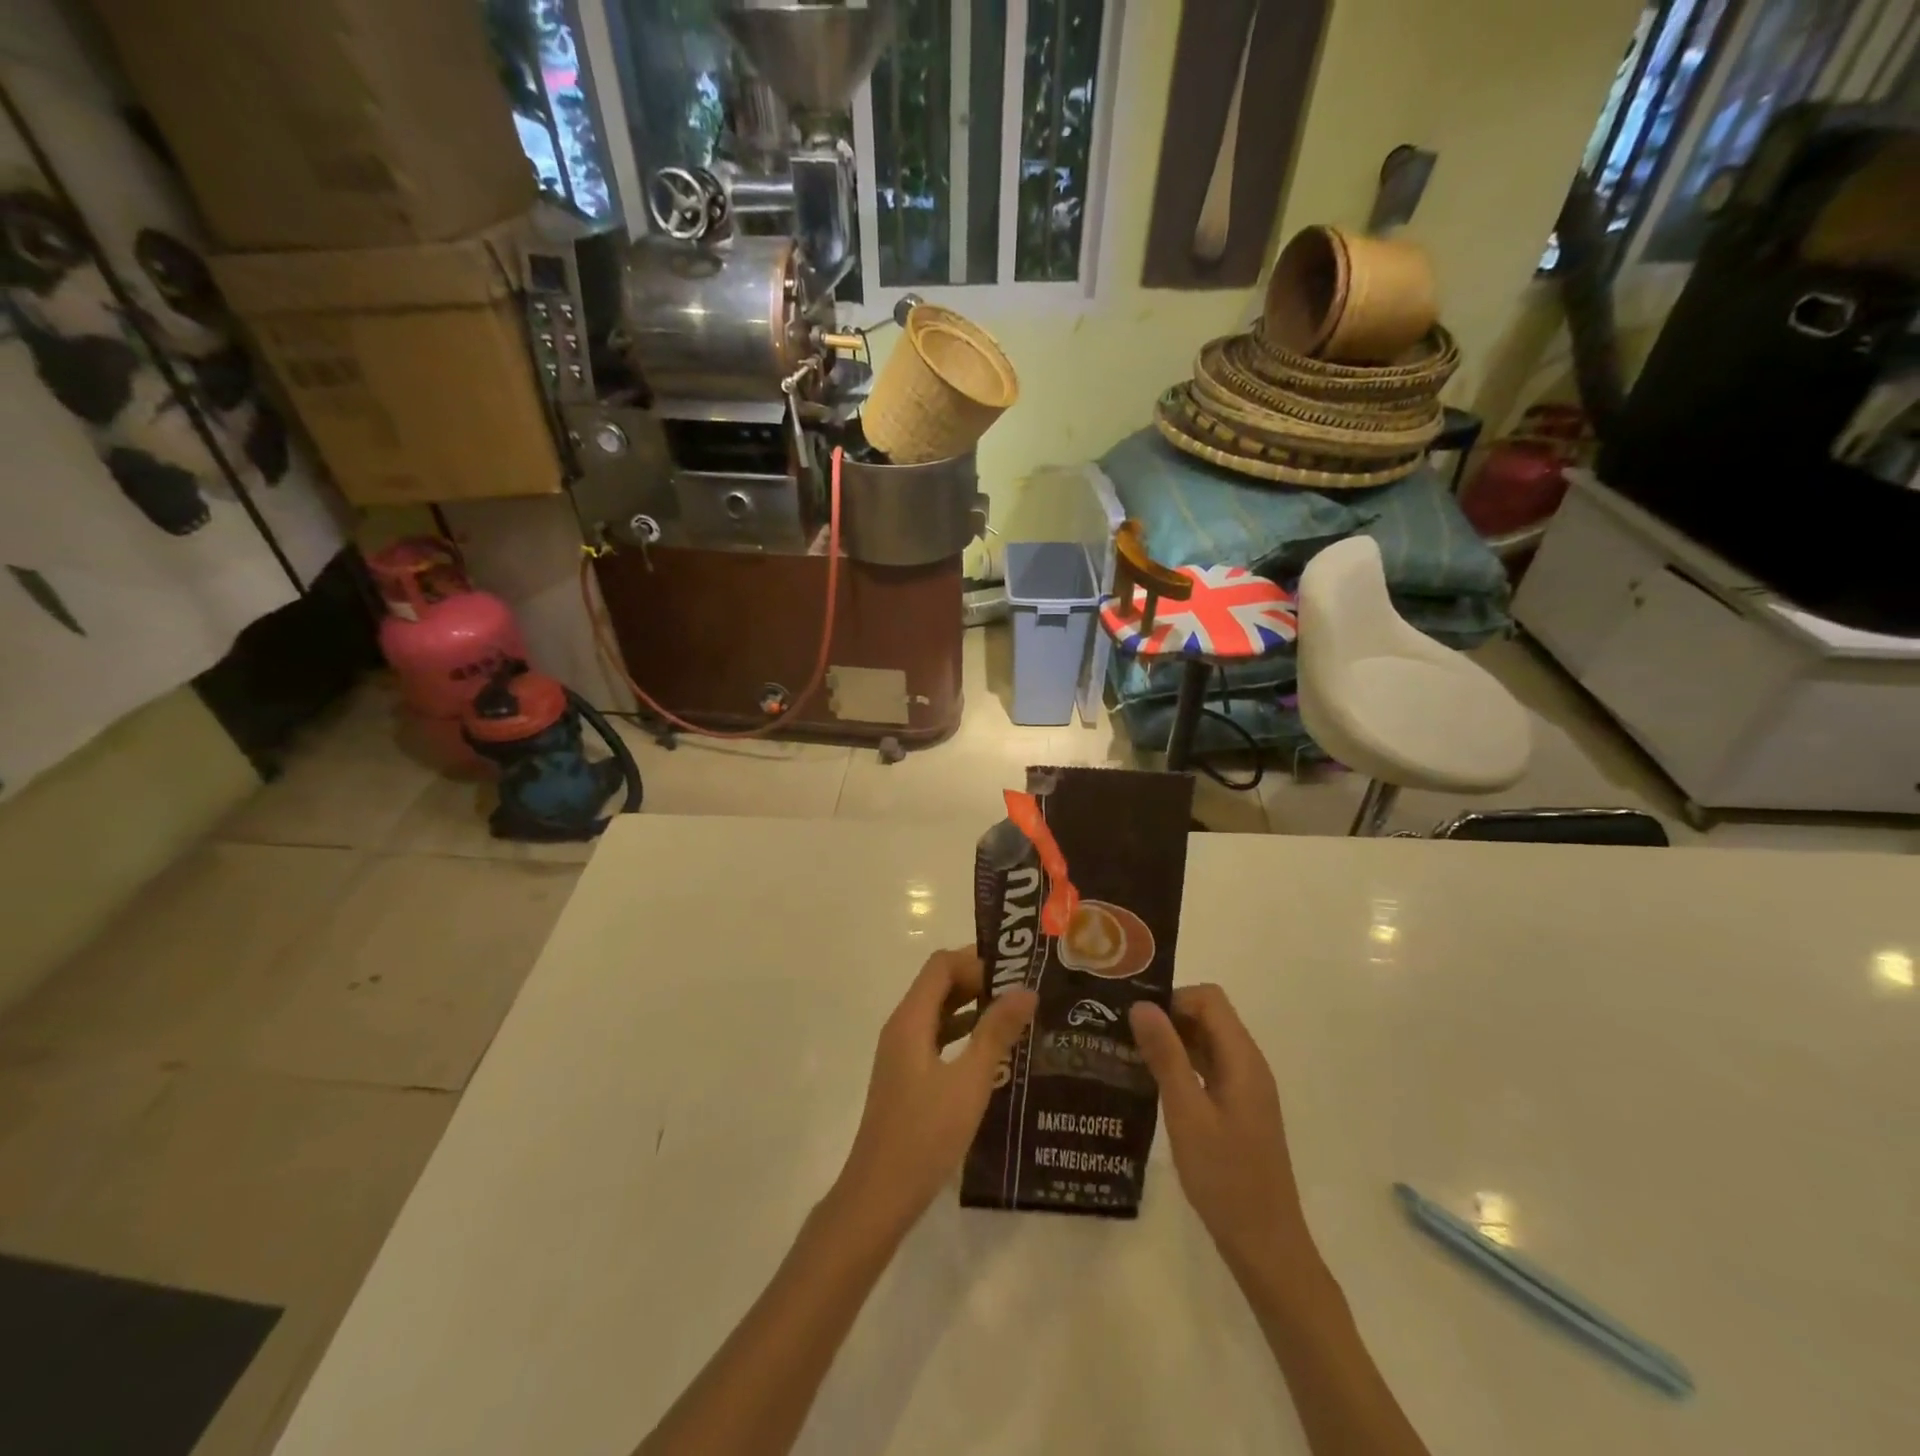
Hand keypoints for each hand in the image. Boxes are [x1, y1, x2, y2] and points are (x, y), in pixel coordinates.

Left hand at [835, 949, 1036, 1239]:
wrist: (879, 1196)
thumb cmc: (924, 1136)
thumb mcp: (969, 1082)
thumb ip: (996, 1033)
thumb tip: (1026, 990)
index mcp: (911, 1020)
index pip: (941, 966)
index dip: (976, 961)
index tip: (1015, 975)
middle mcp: (902, 1028)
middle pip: (939, 984)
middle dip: (979, 981)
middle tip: (1024, 992)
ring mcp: (902, 1054)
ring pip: (939, 1012)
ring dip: (974, 1007)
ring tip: (1018, 1016)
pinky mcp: (908, 1077)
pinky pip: (938, 1038)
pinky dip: (964, 1034)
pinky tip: (995, 1053)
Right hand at [1130, 985, 1312, 1281]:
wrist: (1266, 1246)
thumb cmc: (1225, 1178)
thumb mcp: (1187, 1114)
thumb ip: (1166, 1056)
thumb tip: (1142, 1005)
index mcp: (1243, 1060)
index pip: (1209, 999)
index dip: (1173, 999)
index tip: (1137, 1019)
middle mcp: (1249, 1065)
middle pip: (1209, 1016)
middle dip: (1168, 1017)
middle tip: (1125, 1034)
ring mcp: (1245, 1088)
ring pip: (1207, 1042)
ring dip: (1173, 1041)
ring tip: (1131, 1054)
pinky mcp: (1239, 1109)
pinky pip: (1209, 1068)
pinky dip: (1182, 1065)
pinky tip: (1153, 1083)